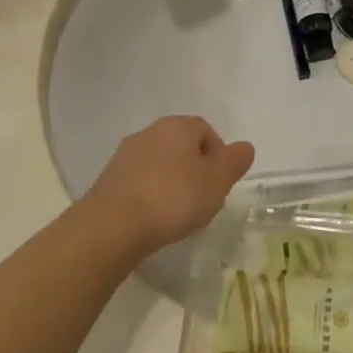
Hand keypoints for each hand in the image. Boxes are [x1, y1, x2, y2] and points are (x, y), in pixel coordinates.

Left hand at [82, 116, 254, 255]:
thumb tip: (245, 147)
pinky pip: (139, 180)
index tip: (219, 183)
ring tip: (177, 212)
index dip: (218, 155)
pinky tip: (153, 218)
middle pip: (181, 145)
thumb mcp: (217, 182)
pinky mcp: (108, 179)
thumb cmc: (174, 198)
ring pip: (159, 162)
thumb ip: (234, 162)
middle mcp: (149, 132)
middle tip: (202, 198)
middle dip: (194, 168)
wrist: (113, 225)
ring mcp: (125, 155)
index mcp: (177, 126)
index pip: (206, 130)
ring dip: (170, 181)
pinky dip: (150, 193)